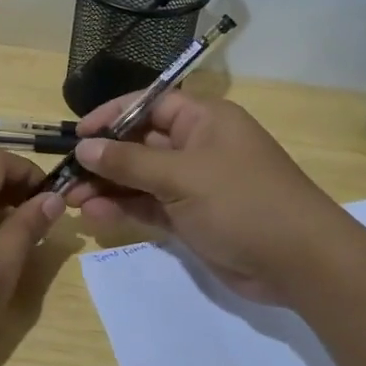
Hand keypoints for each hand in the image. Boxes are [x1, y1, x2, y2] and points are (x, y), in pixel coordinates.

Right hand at [65, 92, 343, 303]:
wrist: (299, 261)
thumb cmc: (242, 201)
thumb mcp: (182, 176)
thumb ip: (129, 162)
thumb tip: (85, 147)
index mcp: (203, 120)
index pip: (149, 105)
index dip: (112, 115)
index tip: (78, 134)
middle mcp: (198, 146)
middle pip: (141, 143)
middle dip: (104, 158)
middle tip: (67, 176)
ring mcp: (196, 184)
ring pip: (142, 178)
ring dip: (109, 187)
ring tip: (73, 200)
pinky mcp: (193, 217)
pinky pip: (151, 206)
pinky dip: (125, 209)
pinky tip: (95, 215)